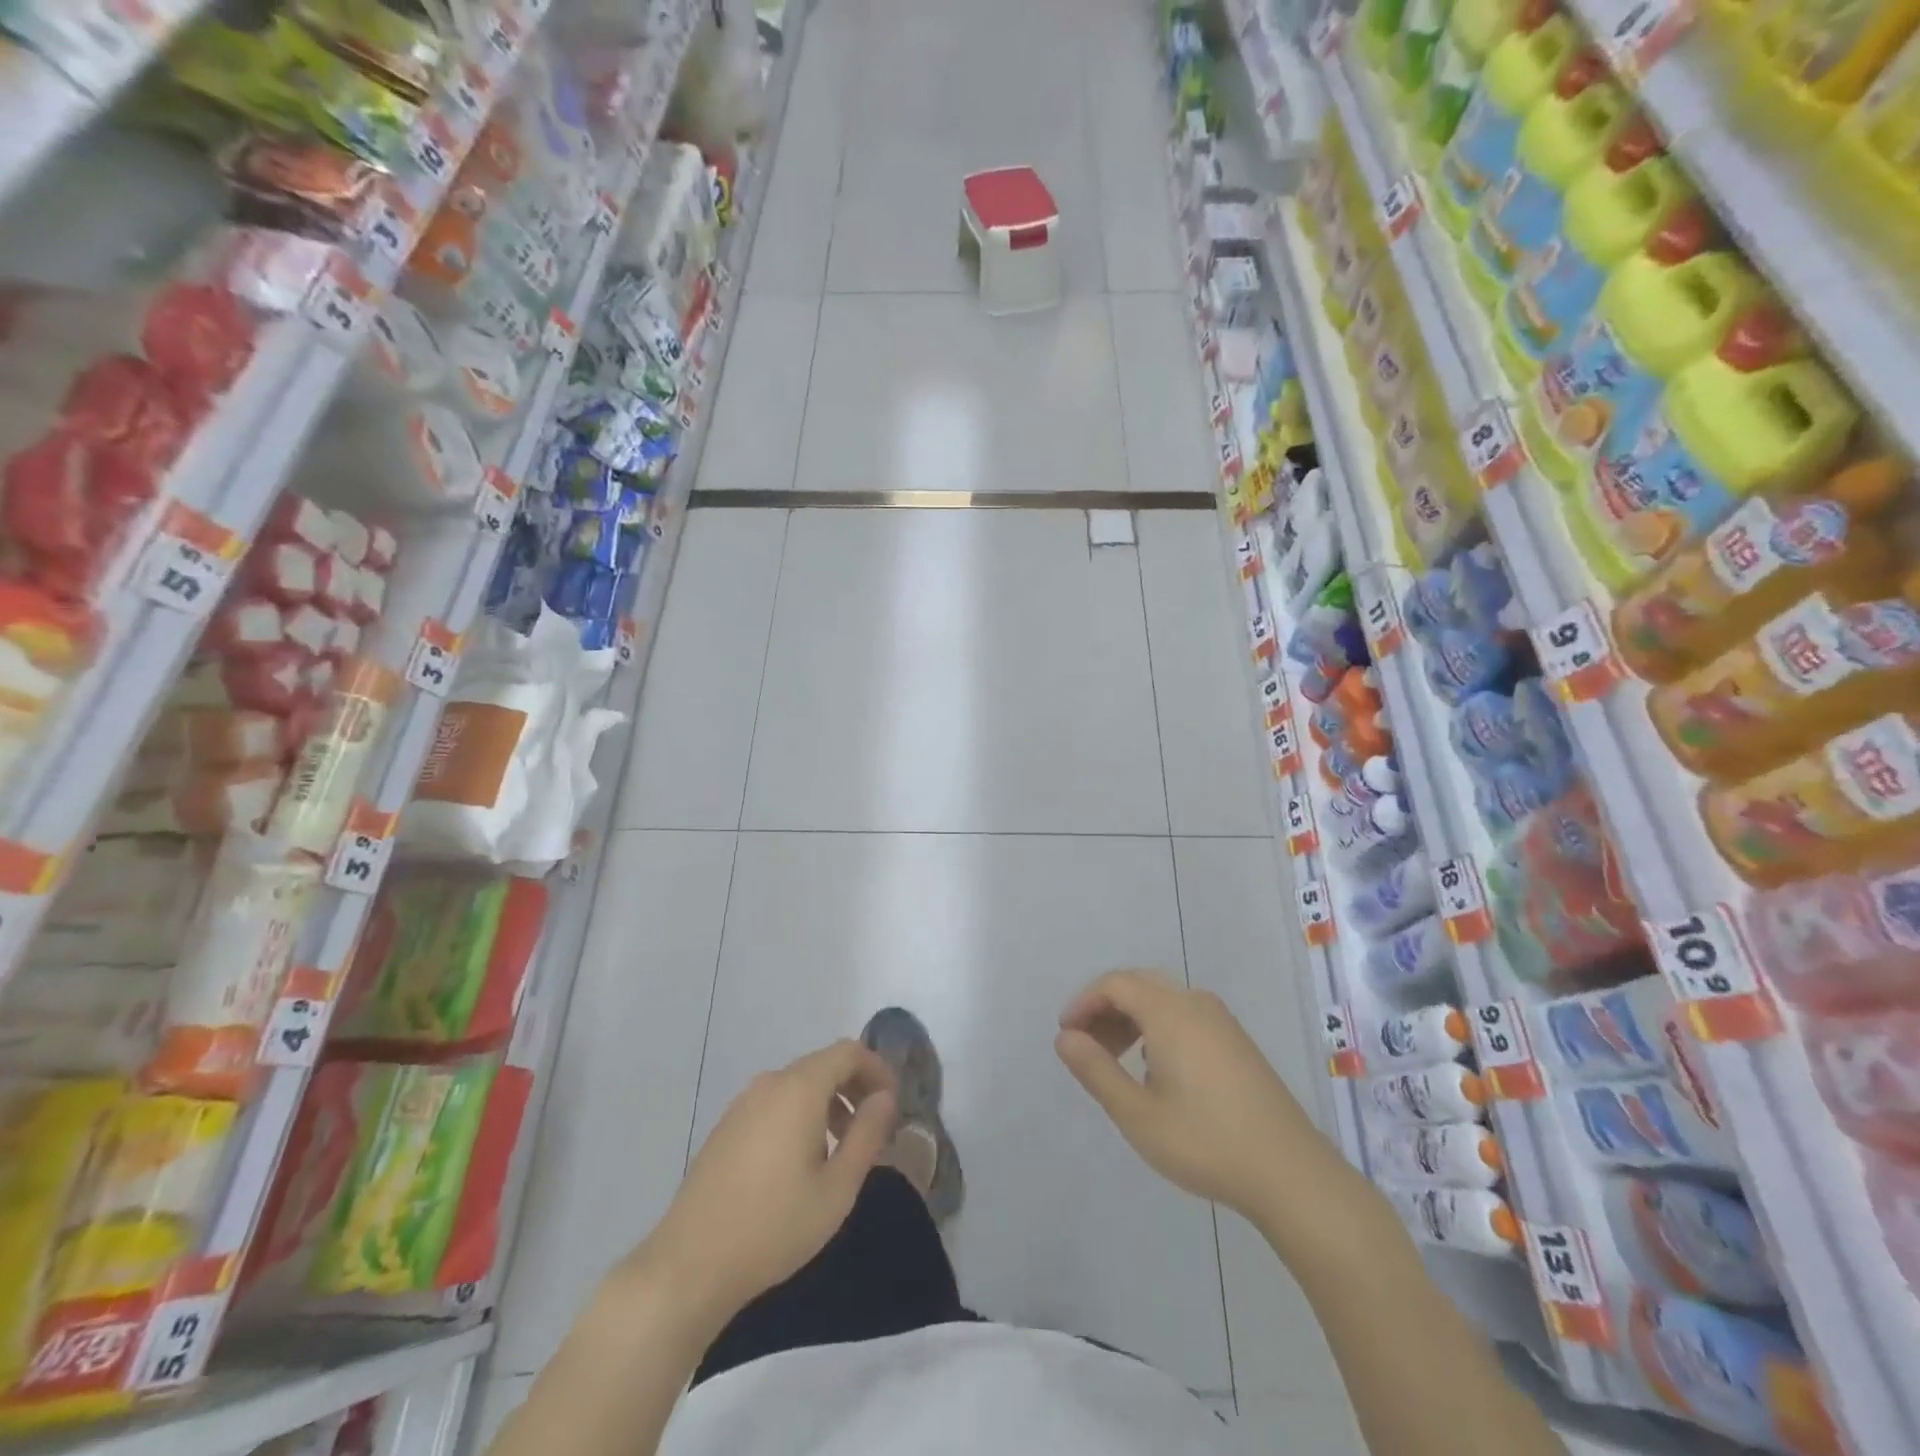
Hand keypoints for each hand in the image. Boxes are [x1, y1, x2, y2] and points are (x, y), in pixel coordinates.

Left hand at [634, 1040, 897, 1331]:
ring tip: (841, 1150)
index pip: (849, 1052)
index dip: (877, 1069)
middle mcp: (770, 1083)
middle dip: (855, 1088)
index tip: (893, 1105)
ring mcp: (743, 1103)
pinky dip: (800, 1115)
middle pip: (823, 1065)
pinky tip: (801, 1163)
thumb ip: (867, 1135)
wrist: (690, 1265)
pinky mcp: (726, 1126)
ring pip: (798, 1085)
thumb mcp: (837, 1187)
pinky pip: (774, 1103)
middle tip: (873, 1129)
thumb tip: (885, 1098)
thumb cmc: (774, 1226)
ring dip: (828, 1103)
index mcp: (799, 1088)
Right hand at [1055, 969, 1340, 1220]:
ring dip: (1131, 1019)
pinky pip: (1184, 1014)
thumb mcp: (1137, 1113)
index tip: (1066, 1035)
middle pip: (1138, 985)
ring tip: (1114, 1060)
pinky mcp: (1237, 1041)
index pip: (1115, 984)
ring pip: (1163, 999)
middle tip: (1086, 1047)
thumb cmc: (1205, 1142)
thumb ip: (1096, 1070)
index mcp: (1170, 1012)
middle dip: (1105, 1009)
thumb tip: (1065, 1038)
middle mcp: (1195, 1003)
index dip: (1084, 1002)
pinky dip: (1157, 1027)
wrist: (1290, 1173)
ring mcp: (1221, 1021)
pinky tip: (1155, 1068)